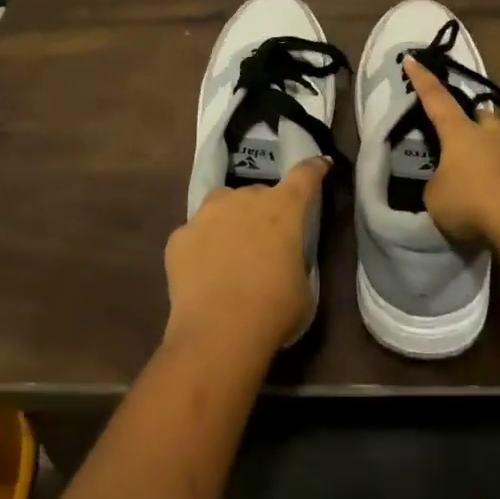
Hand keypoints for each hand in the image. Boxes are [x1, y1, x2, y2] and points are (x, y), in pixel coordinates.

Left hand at [164, 157, 327, 357]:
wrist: (218, 333)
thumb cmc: (273, 310)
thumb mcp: (303, 286)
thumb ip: (295, 259)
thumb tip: (284, 257)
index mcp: (283, 208)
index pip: (305, 176)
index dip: (314, 169)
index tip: (319, 165)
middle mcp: (244, 199)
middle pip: (259, 193)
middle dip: (264, 211)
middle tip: (264, 242)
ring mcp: (207, 214)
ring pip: (223, 205)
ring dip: (230, 220)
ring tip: (230, 252)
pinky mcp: (180, 235)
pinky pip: (196, 234)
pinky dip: (201, 246)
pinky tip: (203, 273)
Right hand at [403, 56, 499, 243]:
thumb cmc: (470, 200)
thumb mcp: (435, 197)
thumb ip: (436, 185)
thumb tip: (445, 185)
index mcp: (460, 131)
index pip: (436, 98)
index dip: (422, 80)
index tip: (412, 59)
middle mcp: (488, 135)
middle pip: (480, 115)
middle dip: (471, 117)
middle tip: (460, 128)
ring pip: (497, 142)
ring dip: (486, 150)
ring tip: (473, 171)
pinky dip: (497, 178)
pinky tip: (490, 197)